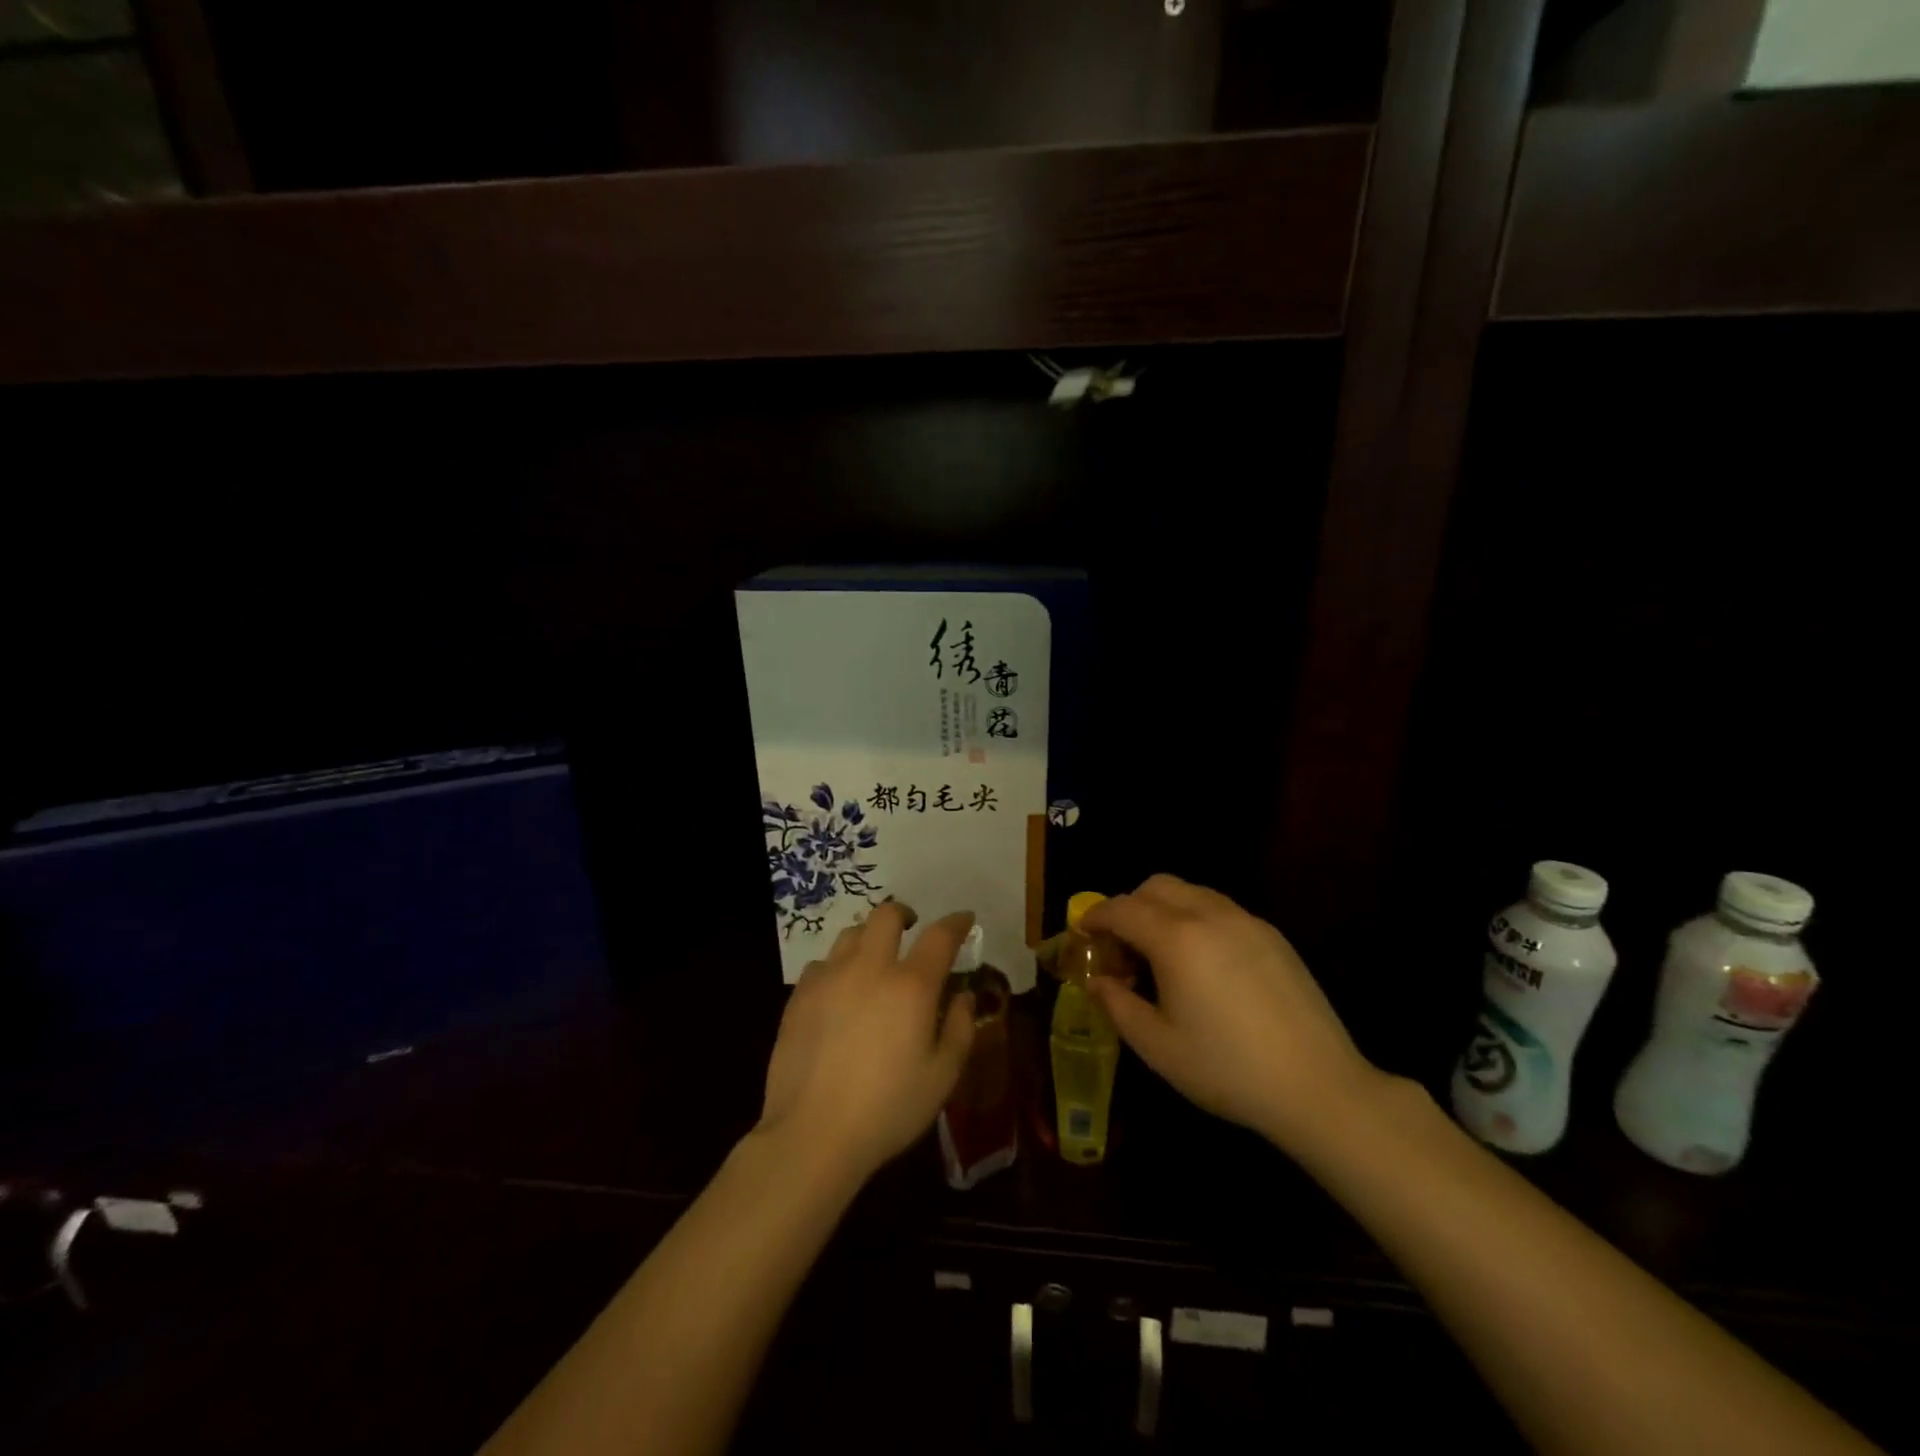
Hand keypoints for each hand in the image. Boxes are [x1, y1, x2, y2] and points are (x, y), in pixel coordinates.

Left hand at [758, 903, 977, 1183]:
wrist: (812, 1134)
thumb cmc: (888, 1109)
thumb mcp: (942, 1076)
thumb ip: (959, 1029)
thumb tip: (963, 996)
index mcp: (911, 986)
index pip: (939, 936)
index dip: (955, 922)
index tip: (964, 918)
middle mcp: (869, 968)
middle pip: (886, 915)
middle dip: (904, 914)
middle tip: (912, 929)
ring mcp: (829, 978)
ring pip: (851, 934)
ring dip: (869, 937)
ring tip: (874, 958)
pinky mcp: (799, 996)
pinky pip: (822, 964)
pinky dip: (838, 966)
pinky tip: (840, 990)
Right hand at [1083, 875, 1385, 1155]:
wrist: (1319, 1087)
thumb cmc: (1227, 1069)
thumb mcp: (1158, 1047)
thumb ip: (1118, 1006)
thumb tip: (1096, 981)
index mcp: (1176, 940)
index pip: (1123, 909)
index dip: (1096, 916)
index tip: (1083, 932)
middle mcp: (1210, 916)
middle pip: (1157, 886)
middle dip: (1130, 906)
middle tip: (1122, 945)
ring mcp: (1246, 921)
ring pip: (1192, 892)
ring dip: (1165, 909)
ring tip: (1161, 954)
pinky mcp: (1273, 935)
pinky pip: (1221, 909)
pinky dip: (1197, 919)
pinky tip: (1203, 963)